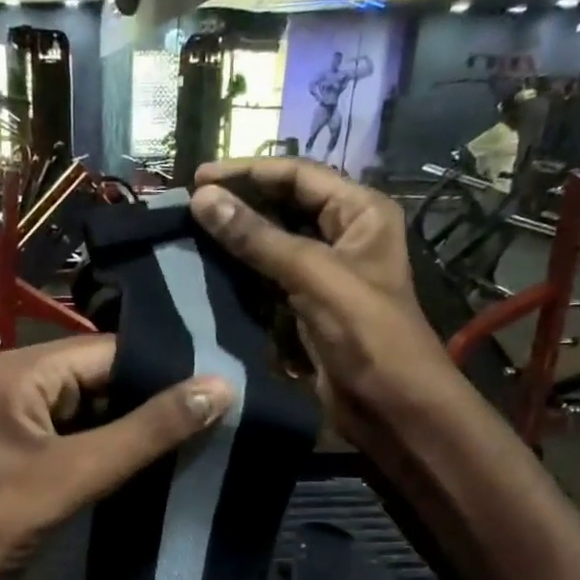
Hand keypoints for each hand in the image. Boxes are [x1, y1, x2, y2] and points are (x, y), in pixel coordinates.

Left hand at [0, 335, 233, 579]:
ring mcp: (40, 428)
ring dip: (152, 428)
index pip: (113, 350)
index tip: (229, 377)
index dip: (167, 365)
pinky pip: (100, 445)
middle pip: (112, 379)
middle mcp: (33, 388)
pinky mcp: (48, 464)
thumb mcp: (78, 469)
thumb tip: (222, 386)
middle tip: (232, 407)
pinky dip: (132, 454)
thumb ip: (149, 430)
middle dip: (163, 396)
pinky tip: (178, 460)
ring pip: (109, 414)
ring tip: (219, 430)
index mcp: (28, 370)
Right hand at [189, 158, 459, 453]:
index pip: (297, 176)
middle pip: (283, 207)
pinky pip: (268, 281)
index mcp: (360, 212)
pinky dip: (242, 277)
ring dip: (236, 242)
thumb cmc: (366, 332)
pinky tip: (209, 274)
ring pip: (272, 245)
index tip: (196, 178)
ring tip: (190, 236)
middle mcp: (344, 235)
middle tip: (188, 208)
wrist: (391, 406)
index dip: (247, 172)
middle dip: (239, 205)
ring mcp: (324, 274)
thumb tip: (201, 199)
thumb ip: (257, 237)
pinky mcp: (307, 308)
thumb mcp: (312, 275)